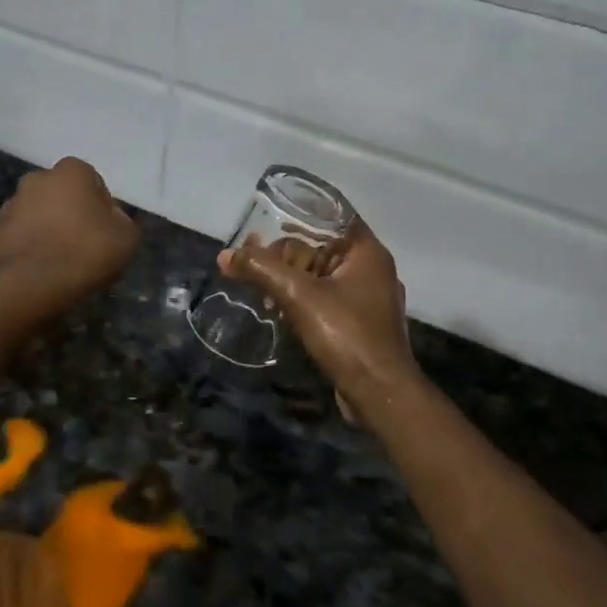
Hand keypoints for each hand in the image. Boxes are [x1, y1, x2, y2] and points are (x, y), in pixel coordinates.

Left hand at [0, 157, 139, 305]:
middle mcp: (37, 179)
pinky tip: (40, 270)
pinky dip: (29, 247)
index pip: (92, 181)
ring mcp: (10, 205)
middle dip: (70, 213)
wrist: (30, 285)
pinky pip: (19, 236)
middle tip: (83, 244)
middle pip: (61, 195)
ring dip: (48, 229)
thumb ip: (124, 220)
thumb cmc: (85, 252)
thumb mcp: (127, 237)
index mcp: (71, 171)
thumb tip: (112, 218)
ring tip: (60, 261)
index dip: (101, 206)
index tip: (105, 231)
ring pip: (38, 214)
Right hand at [221, 219, 416, 413]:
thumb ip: (262, 270)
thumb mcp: (299, 297)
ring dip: (290, 277)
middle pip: (322, 246)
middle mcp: (372, 268)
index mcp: (367, 251)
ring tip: (258, 283)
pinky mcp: (361, 322)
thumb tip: (225, 256)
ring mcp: (368, 297)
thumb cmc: (347, 335)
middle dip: (285, 251)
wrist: (381, 395)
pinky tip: (278, 307)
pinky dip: (303, 297)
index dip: (299, 212)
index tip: (267, 215)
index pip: (332, 214)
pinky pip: (327, 297)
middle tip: (251, 256)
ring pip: (322, 273)